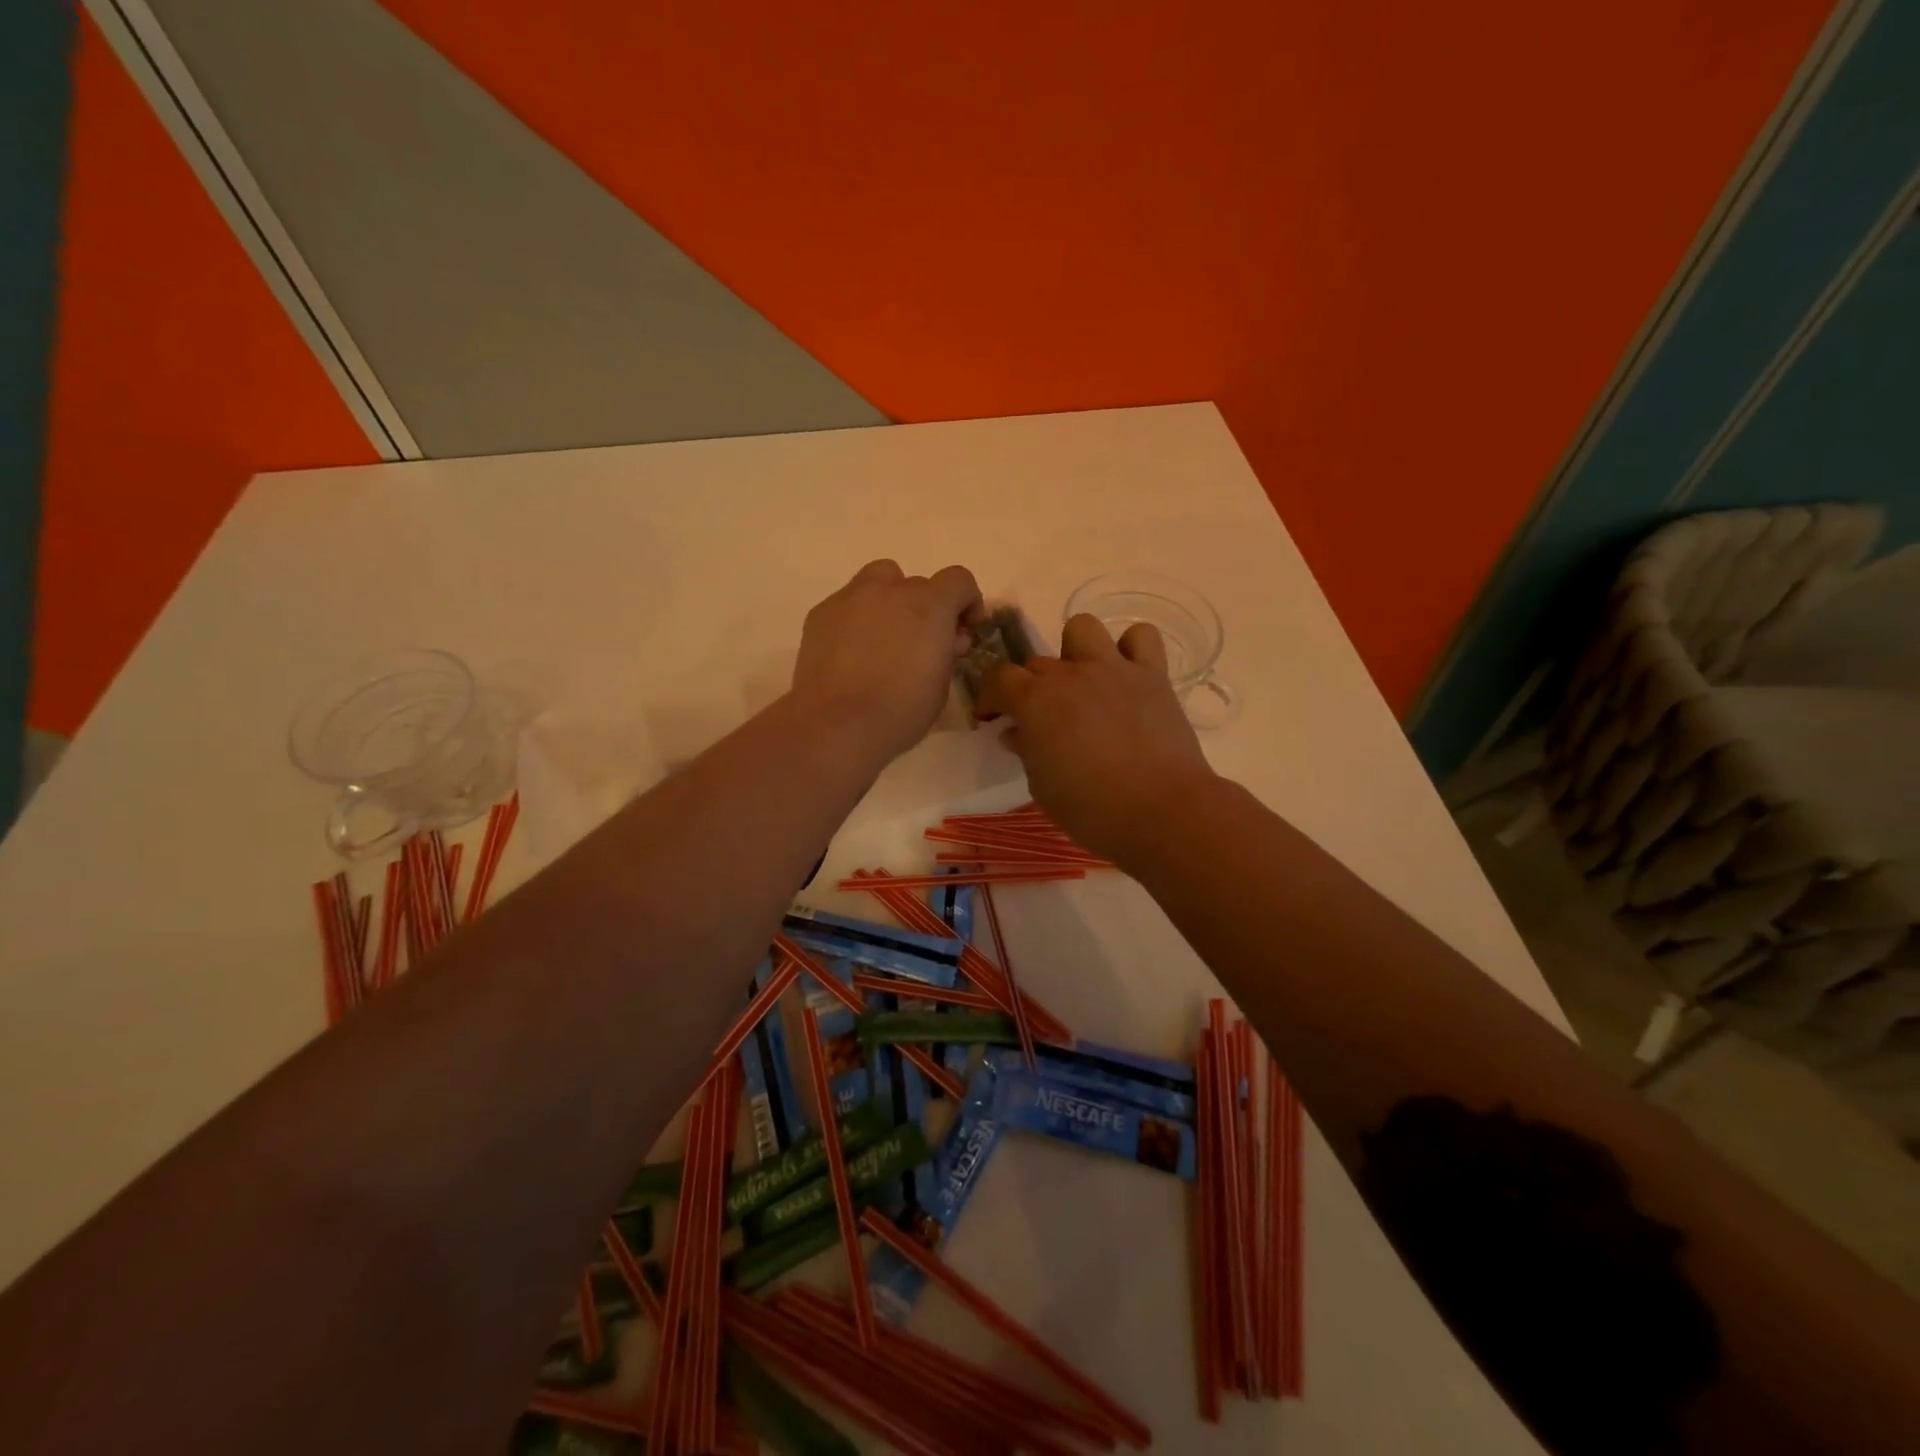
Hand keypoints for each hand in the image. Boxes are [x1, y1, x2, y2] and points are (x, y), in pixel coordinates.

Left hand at [791, 559, 982, 760]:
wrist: (837, 724)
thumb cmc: (900, 710)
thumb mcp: (941, 685)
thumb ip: (948, 653)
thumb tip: (949, 640)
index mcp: (929, 605)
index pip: (958, 580)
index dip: (967, 601)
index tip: (964, 629)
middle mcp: (891, 590)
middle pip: (916, 583)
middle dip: (924, 608)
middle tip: (920, 643)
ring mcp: (851, 597)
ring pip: (877, 582)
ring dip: (889, 602)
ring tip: (884, 640)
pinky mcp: (820, 613)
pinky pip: (847, 605)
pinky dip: (857, 620)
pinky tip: (851, 655)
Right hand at [985, 614, 1216, 866]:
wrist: (1160, 811)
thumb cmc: (1090, 809)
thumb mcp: (1041, 787)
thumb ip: (1026, 751)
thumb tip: (1016, 733)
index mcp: (1034, 700)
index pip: (998, 678)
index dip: (990, 697)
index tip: (992, 717)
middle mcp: (1070, 674)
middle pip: (1037, 662)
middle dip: (1030, 686)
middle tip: (1040, 718)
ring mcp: (1113, 669)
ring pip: (1082, 628)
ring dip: (1075, 651)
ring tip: (1083, 682)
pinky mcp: (1153, 675)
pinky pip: (1141, 637)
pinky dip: (1131, 649)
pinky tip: (1127, 676)